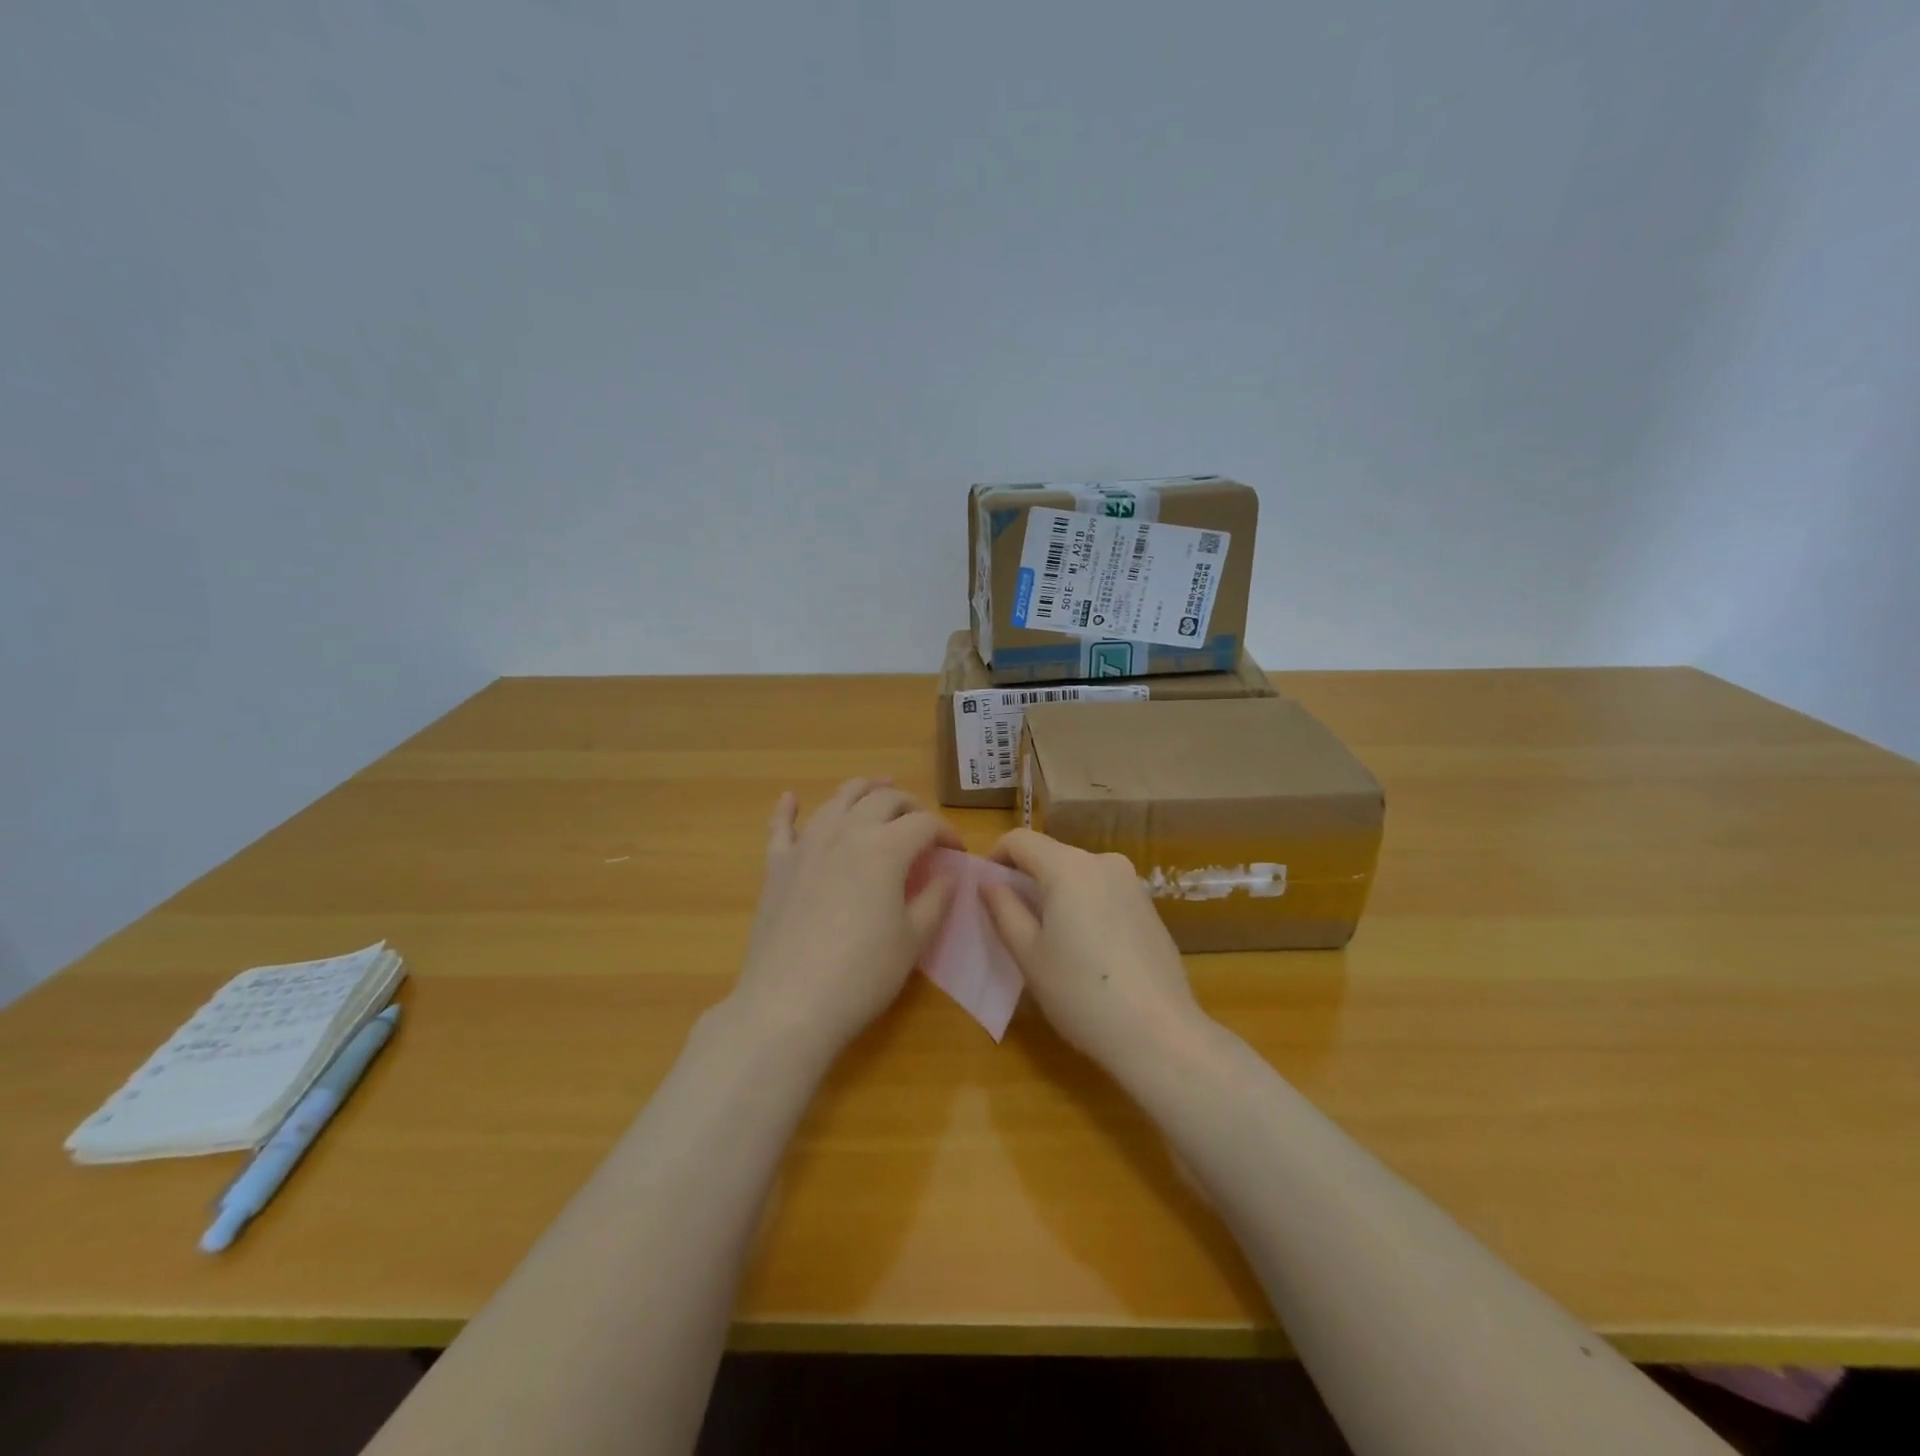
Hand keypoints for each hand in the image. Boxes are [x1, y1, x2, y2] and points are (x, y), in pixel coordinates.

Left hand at [731, 779, 959, 1056]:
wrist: (789, 1004)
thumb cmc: (862, 975)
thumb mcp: (913, 939)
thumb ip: (935, 898)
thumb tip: (945, 873)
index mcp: (886, 847)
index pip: (924, 823)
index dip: (946, 832)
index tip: (957, 851)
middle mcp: (846, 831)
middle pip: (883, 799)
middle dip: (909, 805)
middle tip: (921, 824)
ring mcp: (806, 845)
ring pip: (838, 800)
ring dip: (862, 790)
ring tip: (877, 788)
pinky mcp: (776, 866)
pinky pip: (781, 827)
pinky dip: (788, 810)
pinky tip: (790, 799)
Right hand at [981, 829, 1204, 1071]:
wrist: (1159, 1034)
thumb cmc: (1081, 993)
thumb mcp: (1028, 954)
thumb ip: (1003, 909)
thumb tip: (989, 883)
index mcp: (1068, 866)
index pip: (1020, 839)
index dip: (995, 858)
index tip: (985, 891)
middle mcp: (1103, 862)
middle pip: (1050, 855)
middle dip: (1025, 879)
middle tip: (1010, 921)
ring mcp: (1132, 883)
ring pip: (1078, 874)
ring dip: (1055, 894)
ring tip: (1048, 940)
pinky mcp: (1149, 906)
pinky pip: (1102, 892)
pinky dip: (1083, 906)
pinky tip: (1086, 951)